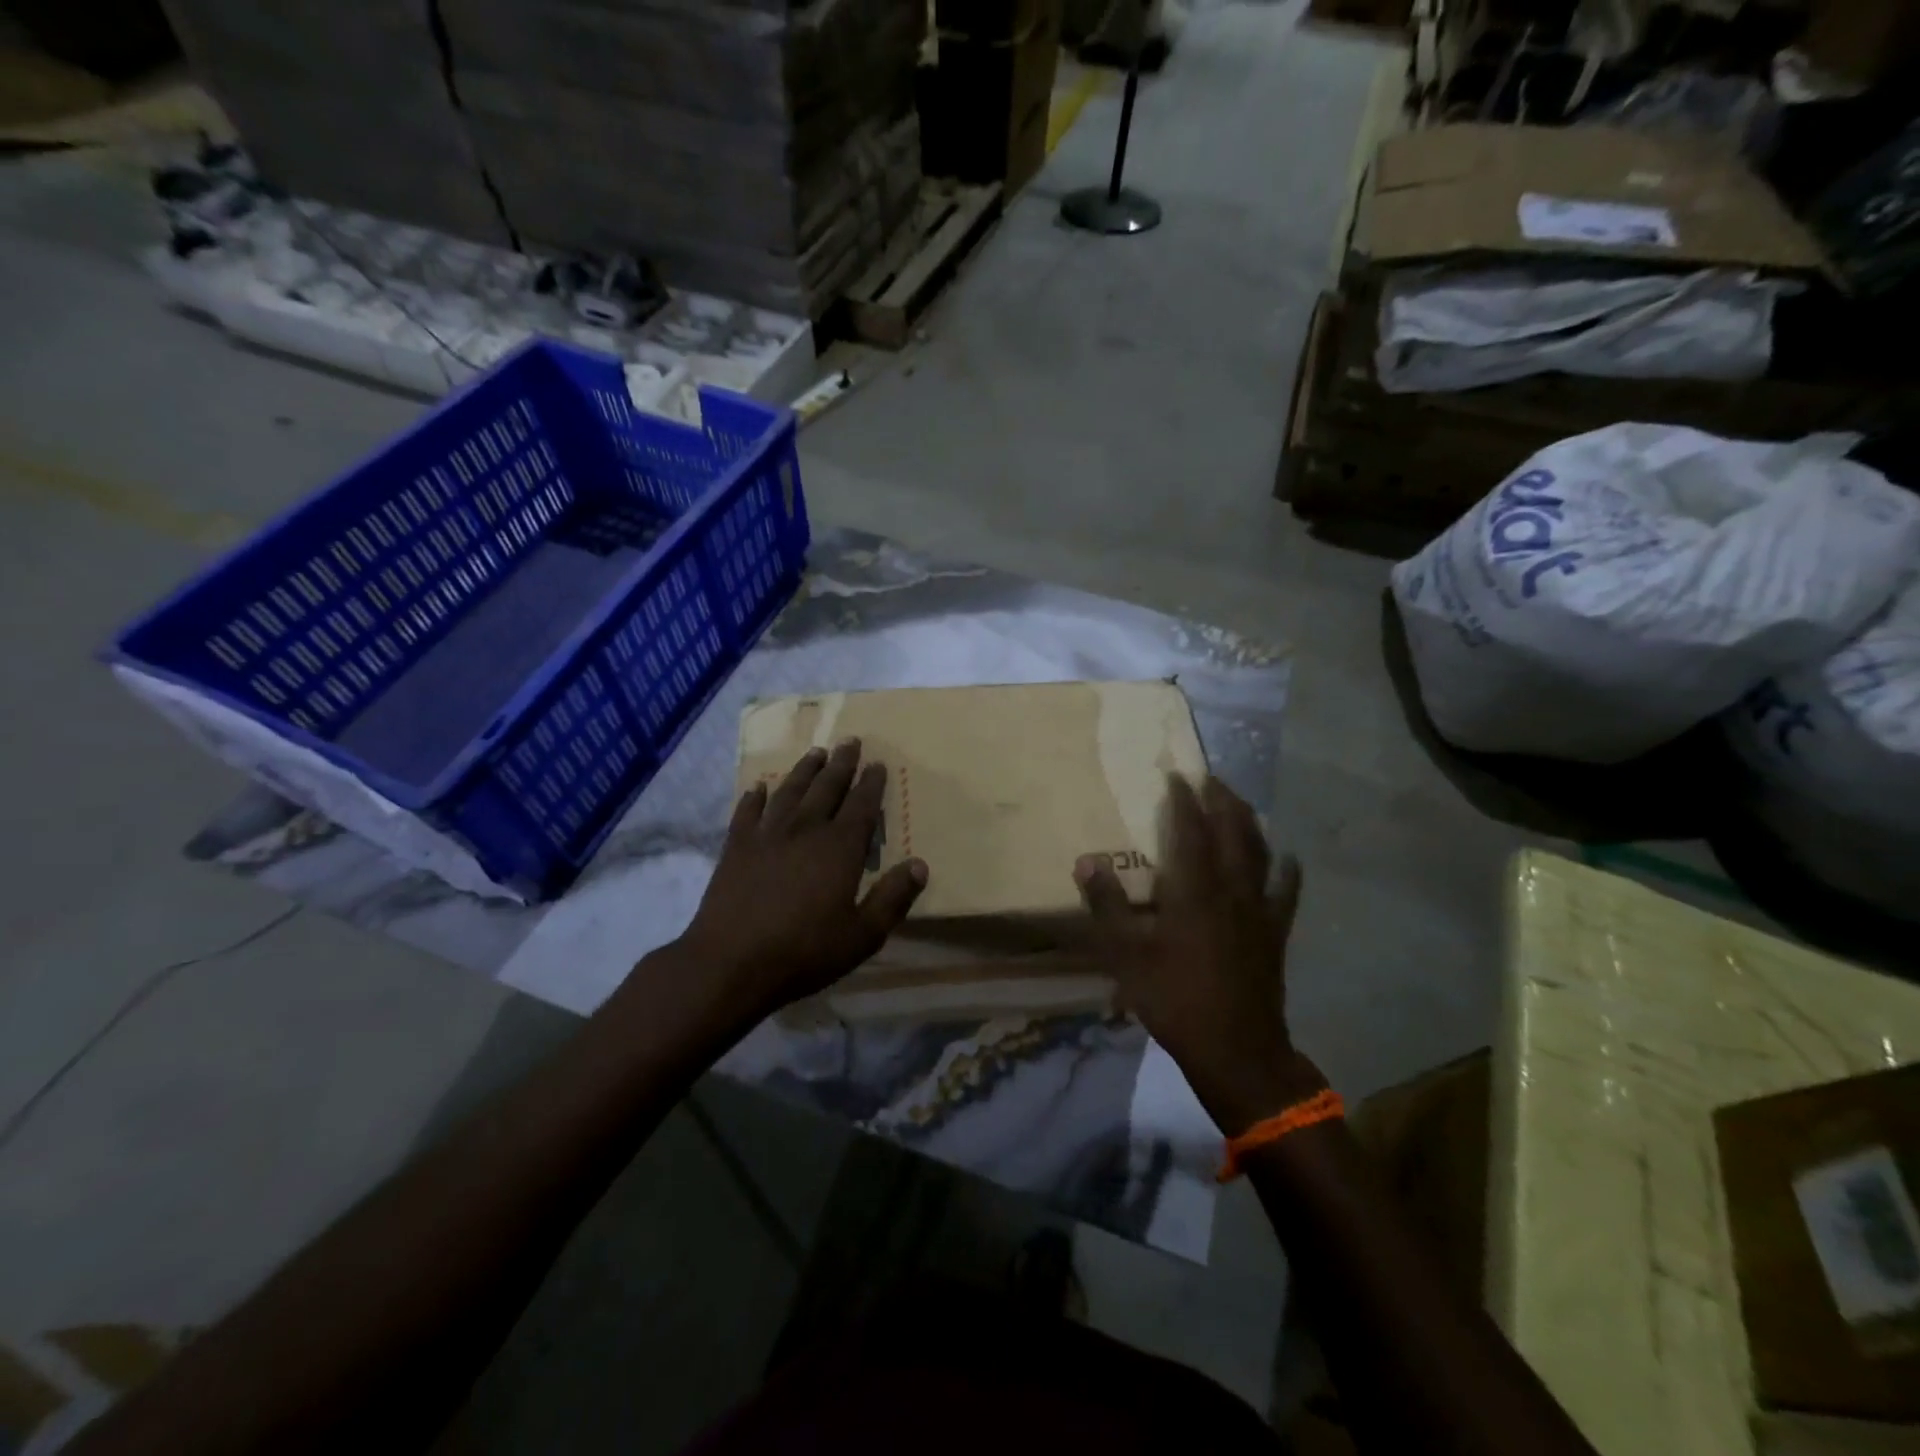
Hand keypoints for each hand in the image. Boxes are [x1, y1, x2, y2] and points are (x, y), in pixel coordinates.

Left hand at [680, 738, 927, 1017]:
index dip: (871, 783)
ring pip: (790, 791)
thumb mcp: (862, 935)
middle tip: (850, 741)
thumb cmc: (804, 952)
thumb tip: (920, 865)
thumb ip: (892, 898)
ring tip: (816, 753)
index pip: (861, 805)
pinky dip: (755, 797)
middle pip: (827, 787)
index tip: (878, 763)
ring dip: (804, 770)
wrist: (729, 963)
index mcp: (839, 848)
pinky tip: (759, 788)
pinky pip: (748, 811)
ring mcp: (767, 835)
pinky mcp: (736, 847)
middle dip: (841, 764)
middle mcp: (805, 829)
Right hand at [1076, 775, 1320, 1134]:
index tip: (1176, 774)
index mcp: (1193, 891)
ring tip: (1239, 803)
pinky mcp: (1275, 933)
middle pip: (1232, 832)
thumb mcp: (1126, 956)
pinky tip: (1289, 858)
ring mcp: (1259, 911)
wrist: (1236, 1049)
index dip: (1183, 800)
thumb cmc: (1175, 1000)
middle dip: (1221, 800)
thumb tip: (1086, 861)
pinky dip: (1287, 871)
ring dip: (1249, 823)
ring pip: (1260, 853)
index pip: (1190, 831)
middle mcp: (1231, 890)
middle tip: (1210, 777)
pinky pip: (1285, 893)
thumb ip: (1107, 907)